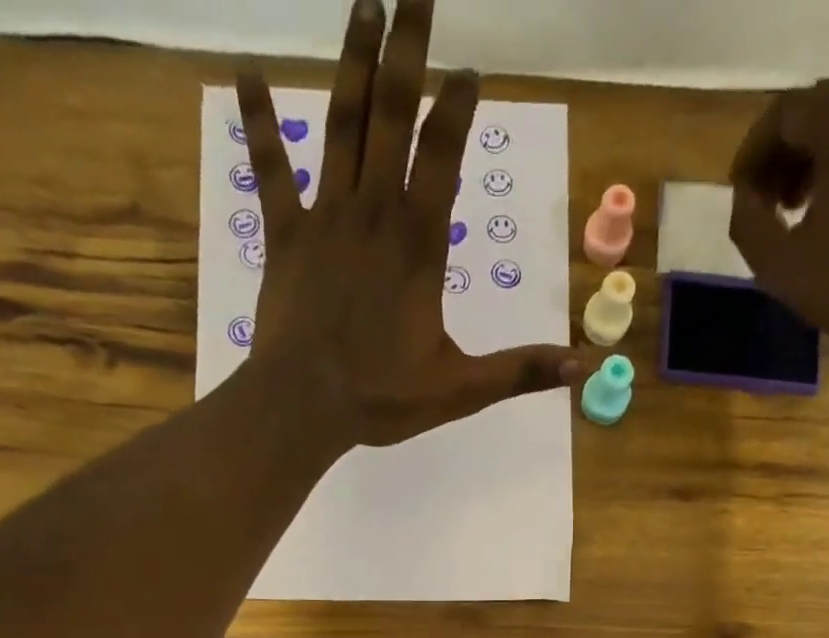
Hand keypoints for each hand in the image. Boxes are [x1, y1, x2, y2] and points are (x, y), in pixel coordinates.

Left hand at [235, 0, 581, 449]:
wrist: (303, 407)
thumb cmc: (382, 398)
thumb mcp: (461, 390)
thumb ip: (520, 371)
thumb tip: (583, 367)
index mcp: (419, 245)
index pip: (442, 155)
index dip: (457, 107)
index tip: (469, 70)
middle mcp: (374, 214)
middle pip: (392, 114)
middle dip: (408, 48)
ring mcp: (324, 219)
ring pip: (340, 125)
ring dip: (353, 62)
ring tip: (364, 2)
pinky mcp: (283, 236)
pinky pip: (268, 170)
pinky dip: (257, 122)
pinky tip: (245, 74)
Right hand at [727, 79, 828, 349]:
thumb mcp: (779, 264)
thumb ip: (747, 222)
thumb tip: (745, 196)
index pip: (784, 114)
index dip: (752, 155)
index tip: (740, 197)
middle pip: (818, 110)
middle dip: (783, 155)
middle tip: (765, 204)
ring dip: (814, 159)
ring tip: (797, 209)